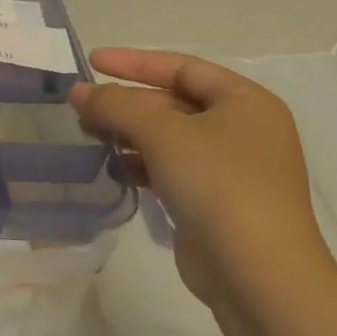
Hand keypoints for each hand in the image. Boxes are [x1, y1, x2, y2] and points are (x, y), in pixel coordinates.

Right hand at [70, 49, 336, 312]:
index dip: (134, 62)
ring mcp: (232, 169)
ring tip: (89, 135)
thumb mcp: (161, 132)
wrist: (258, 275)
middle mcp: (244, 130)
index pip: (182, 67)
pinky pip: (171, 169)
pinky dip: (142, 163)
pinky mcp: (216, 202)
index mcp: (246, 102)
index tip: (92, 61)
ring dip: (129, 133)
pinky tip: (114, 168)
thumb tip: (78, 91)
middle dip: (126, 103)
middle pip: (174, 102)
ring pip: (169, 137)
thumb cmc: (218, 184)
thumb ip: (115, 104)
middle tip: (81, 106)